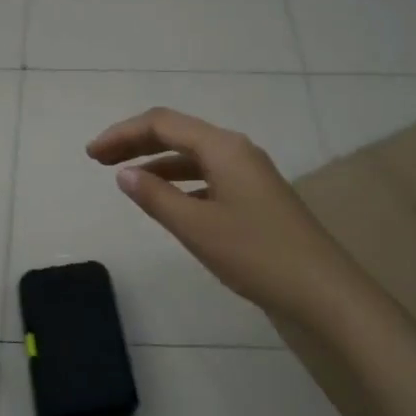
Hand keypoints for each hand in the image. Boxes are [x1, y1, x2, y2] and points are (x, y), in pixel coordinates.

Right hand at [87, 107, 363, 328]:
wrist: (323, 293)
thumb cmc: (256, 254)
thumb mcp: (197, 227)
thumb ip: (156, 197)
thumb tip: (124, 174)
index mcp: (223, 147)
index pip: (162, 123)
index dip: (123, 134)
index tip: (91, 155)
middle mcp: (236, 151)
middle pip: (177, 134)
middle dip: (136, 143)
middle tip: (99, 160)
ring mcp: (249, 174)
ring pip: (193, 156)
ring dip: (157, 163)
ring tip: (126, 179)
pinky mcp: (255, 197)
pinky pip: (207, 176)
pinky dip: (180, 182)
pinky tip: (167, 202)